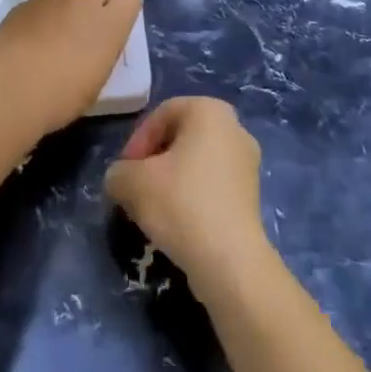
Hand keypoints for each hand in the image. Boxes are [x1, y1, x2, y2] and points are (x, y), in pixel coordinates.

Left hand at [0, 0, 141, 136]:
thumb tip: (95, 43)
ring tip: (47, 42)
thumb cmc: (61, 97)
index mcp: (109, 24)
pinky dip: (38, 18)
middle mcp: (84, 1)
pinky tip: (26, 43)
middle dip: (92, 5)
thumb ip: (101, 50)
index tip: (111, 28)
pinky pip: (40, 5)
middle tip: (79, 35)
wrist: (9, 91)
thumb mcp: (96, 80)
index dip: (121, 8)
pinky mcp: (24, 3)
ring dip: (63, 11)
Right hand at [105, 97, 270, 290]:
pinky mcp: (253, 194)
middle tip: (135, 189)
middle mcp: (234, 126)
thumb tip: (120, 179)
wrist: (231, 262)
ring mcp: (247, 161)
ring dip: (172, 181)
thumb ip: (118, 172)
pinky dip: (193, 197)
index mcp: (209, 109)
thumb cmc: (181, 204)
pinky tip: (179, 224)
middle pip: (181, 137)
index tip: (124, 173)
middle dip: (154, 161)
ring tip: (154, 210)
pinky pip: (213, 185)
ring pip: (197, 162)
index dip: (137, 142)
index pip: (161, 114)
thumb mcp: (133, 183)